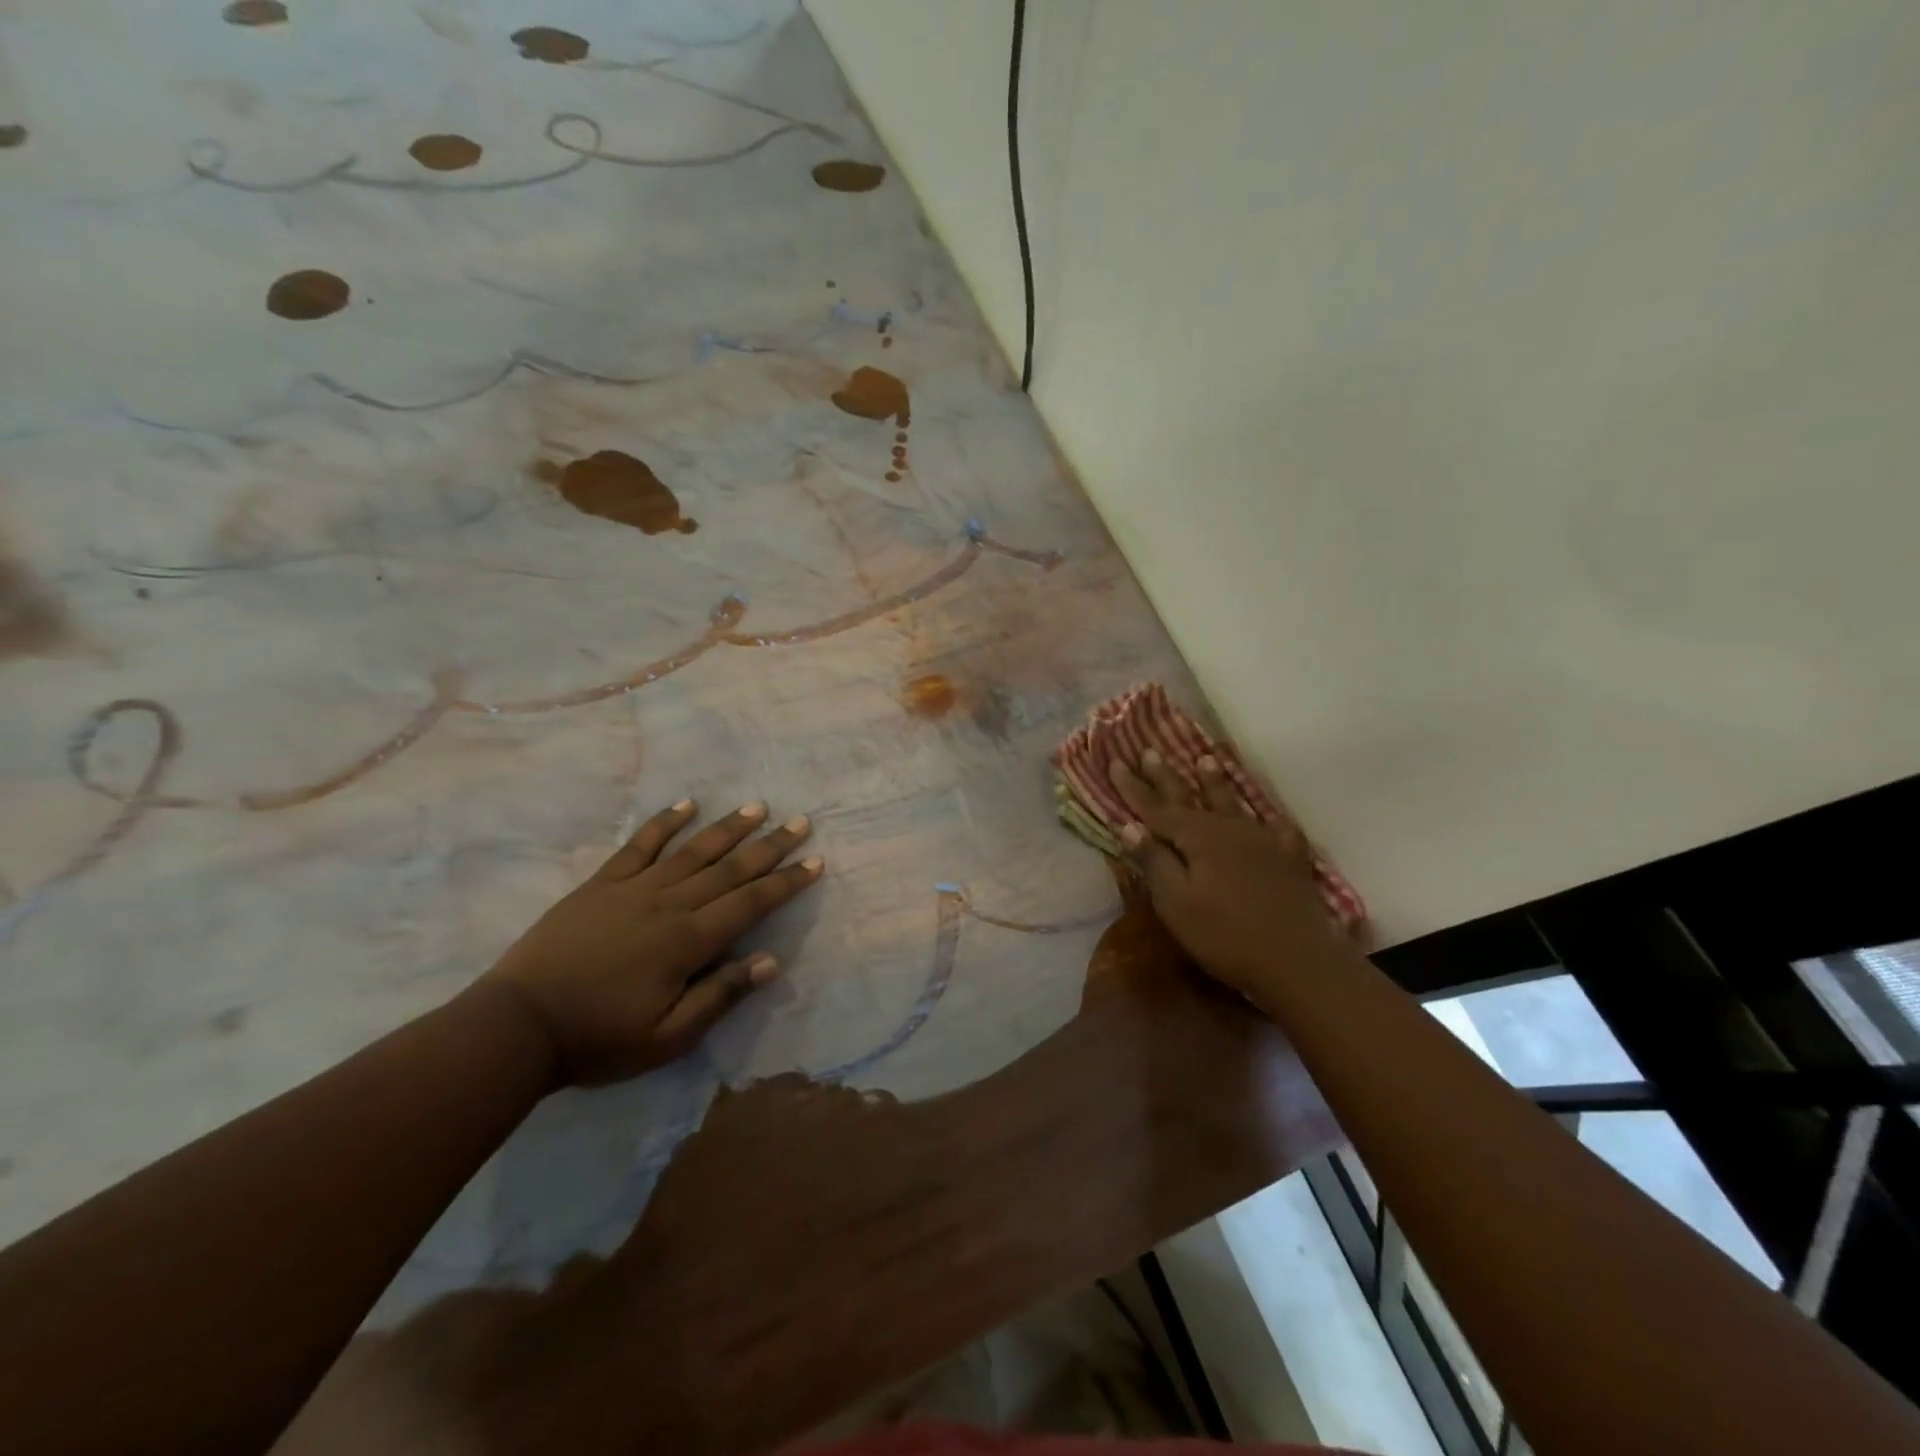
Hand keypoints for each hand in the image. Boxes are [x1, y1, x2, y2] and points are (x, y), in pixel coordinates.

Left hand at [483, 799, 822, 1084]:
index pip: (750, 903)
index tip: (815, 862)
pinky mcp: (601, 883)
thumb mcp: (667, 1037)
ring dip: (728, 827)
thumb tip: (771, 960)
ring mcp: (633, 888)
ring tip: (757, 807)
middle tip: (800, 822)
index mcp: (688, 941)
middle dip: (769, 846)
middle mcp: (669, 903)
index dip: (786, 882)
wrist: (517, 1025)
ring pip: (692, 850)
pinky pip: (639, 845)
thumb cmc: (598, 1038)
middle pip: (730, 868)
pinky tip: (685, 805)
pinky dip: (664, 823)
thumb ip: (720, 995)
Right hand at [1108, 751, 1343, 1002]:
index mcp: (1198, 837)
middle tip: (1150, 751)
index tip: (1116, 762)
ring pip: (1233, 803)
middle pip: (1191, 797)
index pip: (1155, 808)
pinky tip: (1268, 816)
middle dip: (1167, 776)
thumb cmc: (1225, 935)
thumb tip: (1128, 825)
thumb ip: (1154, 861)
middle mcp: (1229, 829)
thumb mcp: (1176, 903)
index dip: (1133, 787)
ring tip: (1206, 758)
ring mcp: (1263, 841)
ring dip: (1216, 782)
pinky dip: (1267, 817)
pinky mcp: (1290, 860)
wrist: (1298, 962)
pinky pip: (1276, 827)